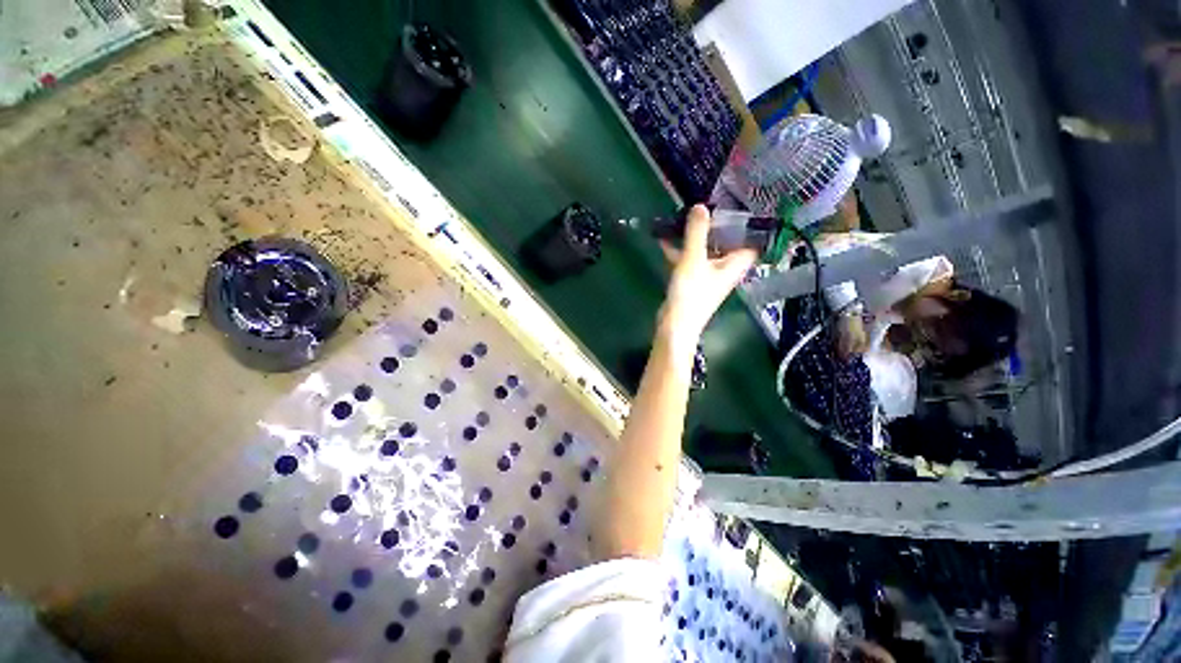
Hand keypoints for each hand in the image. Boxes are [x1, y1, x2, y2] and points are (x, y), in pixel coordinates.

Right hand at [659, 205, 756, 341]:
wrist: (675, 324)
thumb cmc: (691, 293)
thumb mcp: (693, 259)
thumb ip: (696, 233)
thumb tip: (700, 206)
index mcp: (734, 265)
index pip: (751, 242)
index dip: (747, 227)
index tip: (739, 207)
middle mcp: (724, 270)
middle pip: (725, 244)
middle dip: (715, 228)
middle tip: (706, 208)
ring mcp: (707, 277)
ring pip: (704, 252)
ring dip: (695, 239)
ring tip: (682, 220)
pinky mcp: (691, 283)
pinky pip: (689, 261)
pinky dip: (680, 252)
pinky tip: (665, 240)